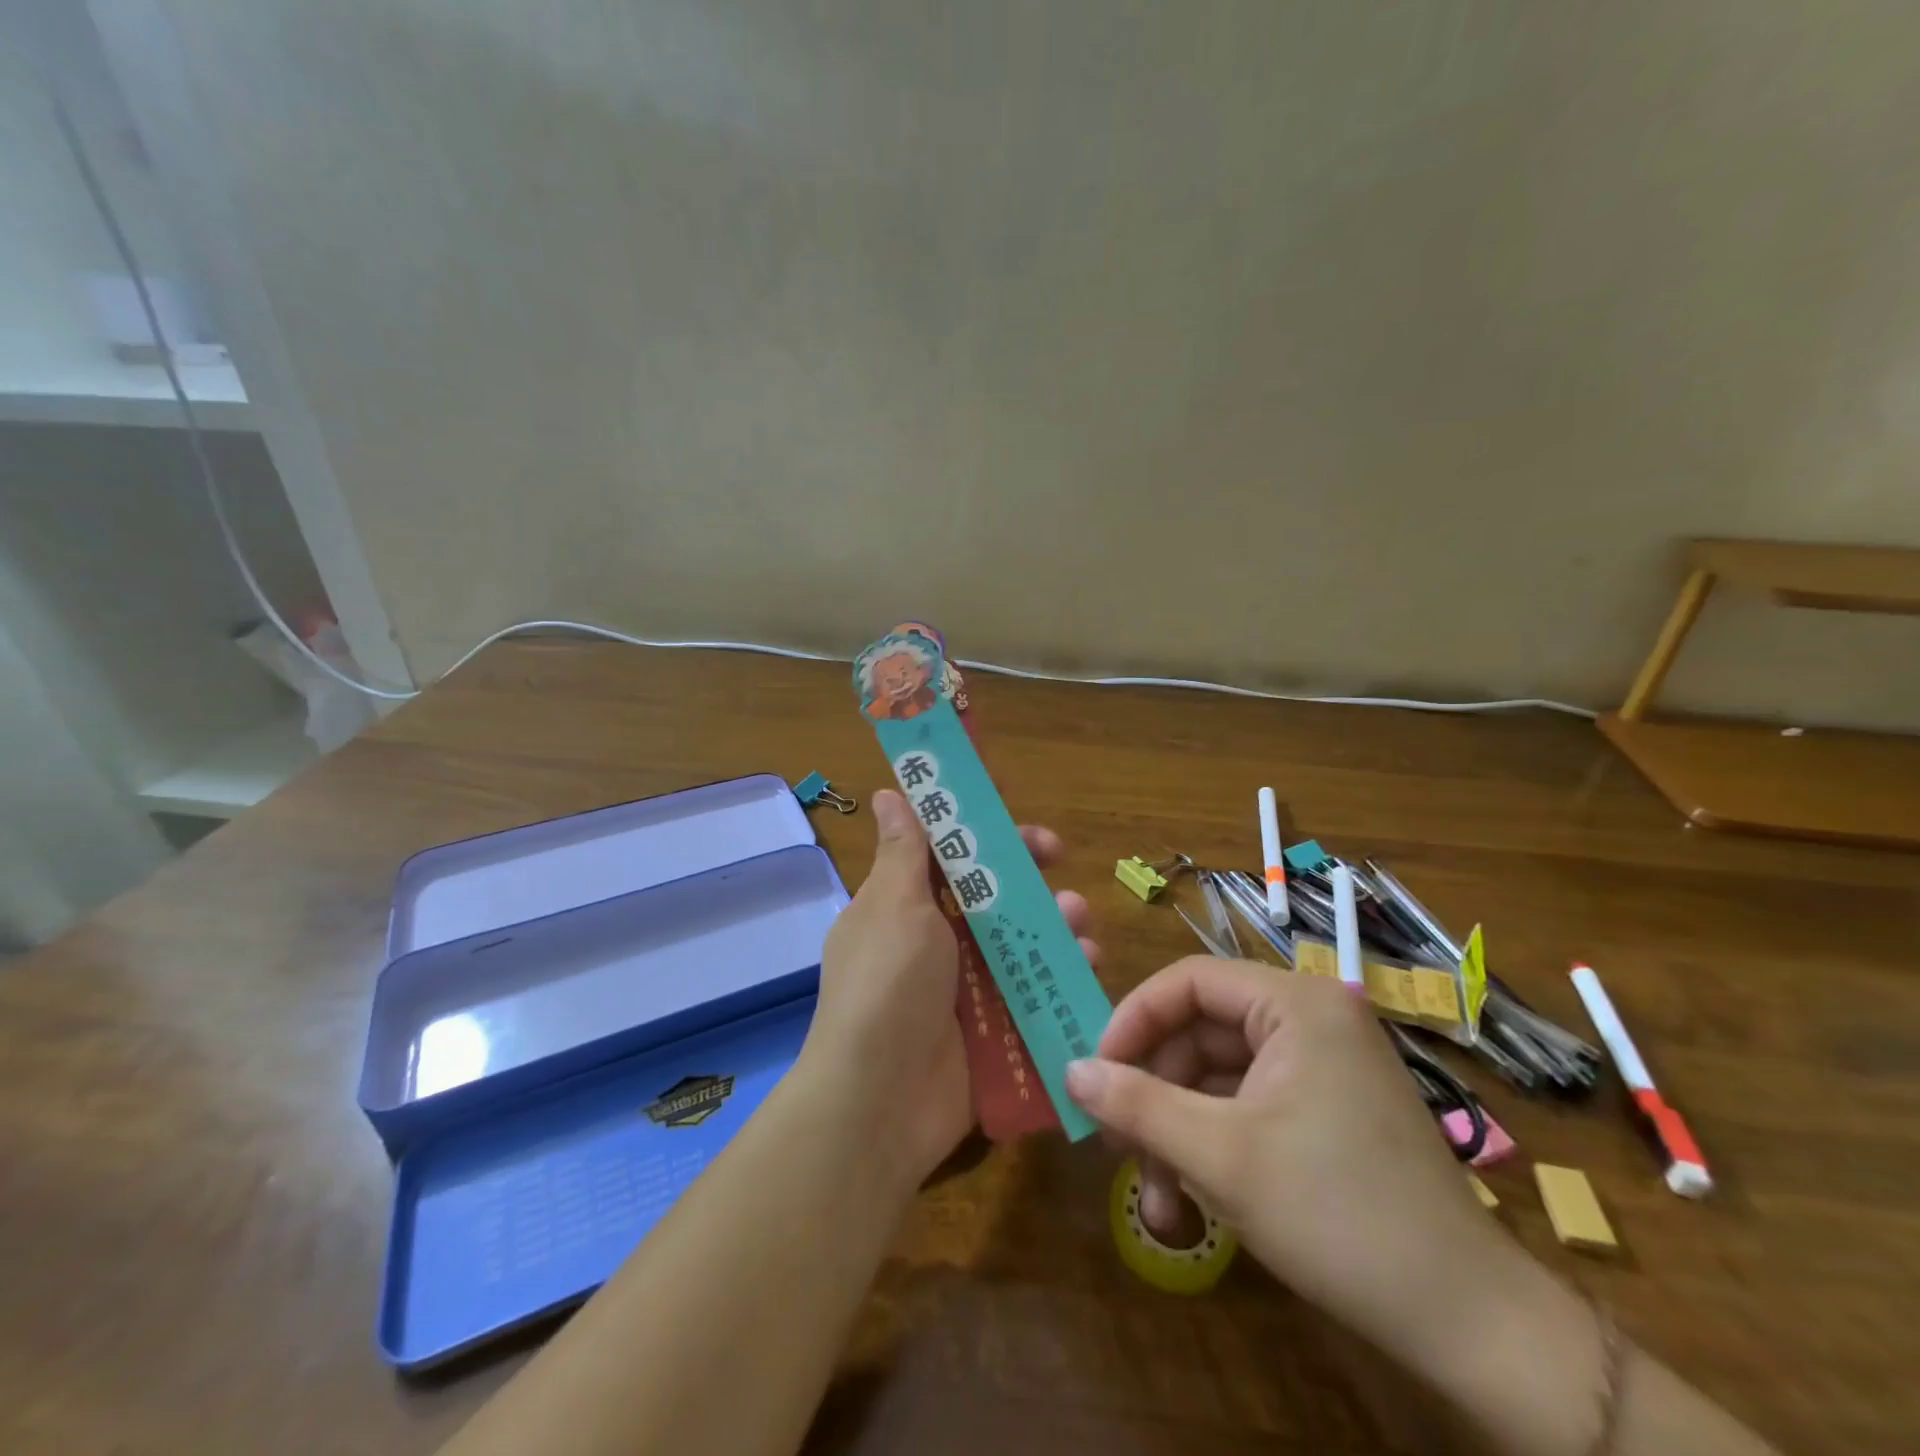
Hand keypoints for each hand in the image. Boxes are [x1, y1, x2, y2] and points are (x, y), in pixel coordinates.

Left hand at [800, 790, 1096, 1183]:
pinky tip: (1087, 960)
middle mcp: (933, 939)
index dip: (976, 825)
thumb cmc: (887, 985)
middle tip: (1057, 855)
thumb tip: (887, 793)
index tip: (1011, 803)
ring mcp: (964, 983)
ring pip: (1018, 936)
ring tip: (1078, 918)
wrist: (881, 1101)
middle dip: (1025, 869)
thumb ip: (903, 850)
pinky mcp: (993, 1024)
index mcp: (902, 904)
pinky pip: (1033, 985)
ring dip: (1052, 918)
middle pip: (987, 889)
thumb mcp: (894, 906)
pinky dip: (1061, 968)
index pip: (944, 850)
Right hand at [1065, 958, 1511, 1371]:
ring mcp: (1321, 1066)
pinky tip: (1194, 1205)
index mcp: (1294, 1003)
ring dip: (1179, 1134)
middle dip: (1154, 1094)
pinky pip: (1248, 1107)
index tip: (1095, 1072)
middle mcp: (1309, 1019)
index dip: (1132, 1020)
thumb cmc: (1337, 1214)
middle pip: (1200, 1034)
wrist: (1469, 1326)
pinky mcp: (1325, 1110)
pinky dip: (1213, 1148)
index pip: (1187, 982)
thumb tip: (1070, 1072)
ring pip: (1218, 1078)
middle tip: (1116, 1145)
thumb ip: (1137, 1104)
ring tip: (1158, 1201)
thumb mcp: (1220, 1157)